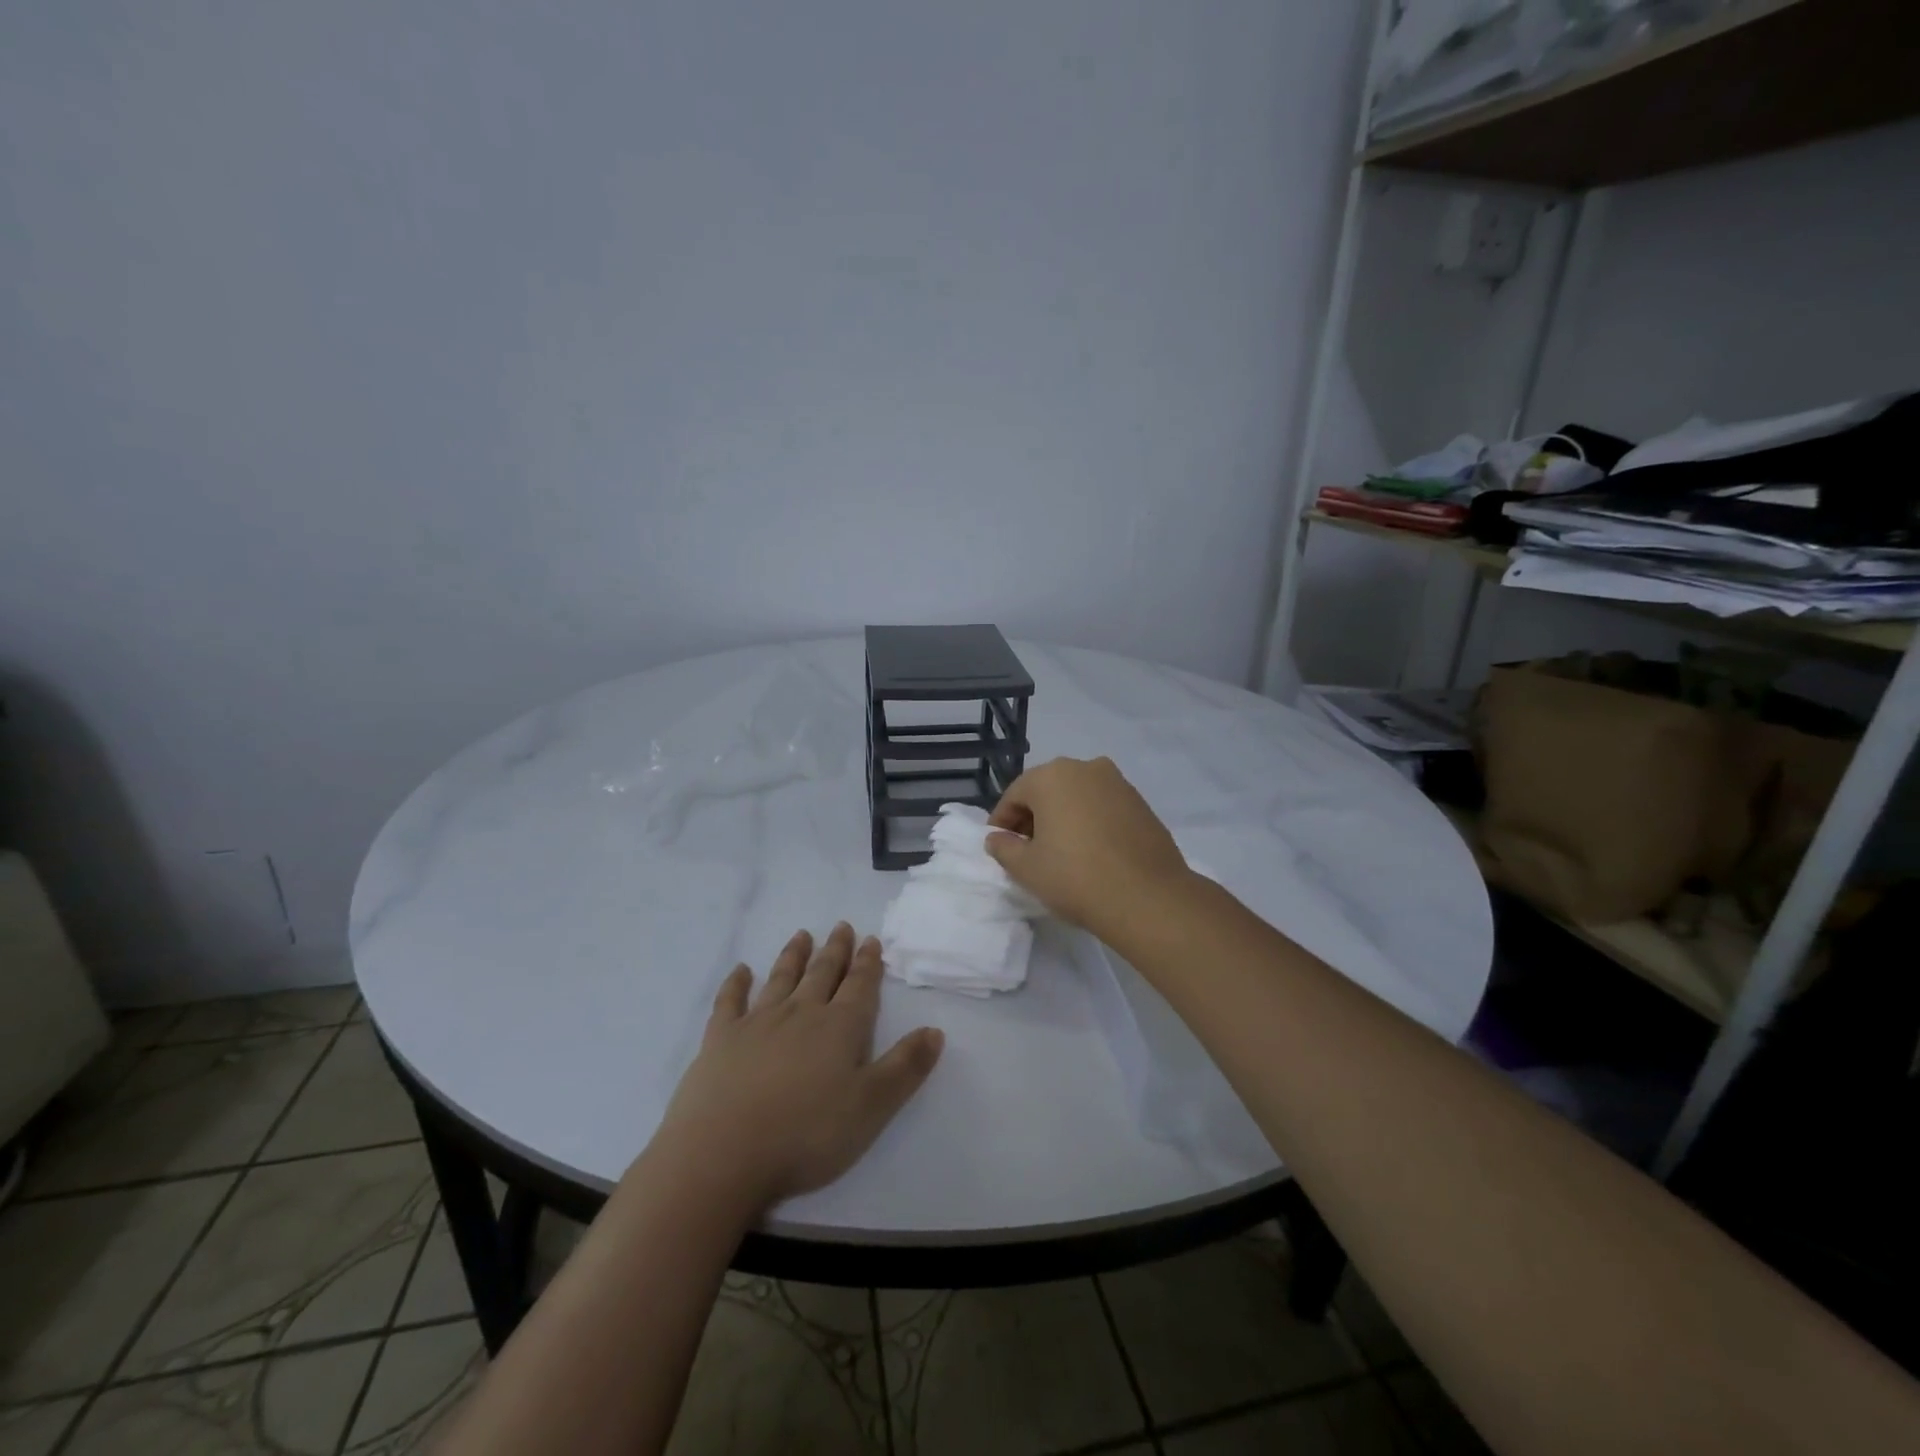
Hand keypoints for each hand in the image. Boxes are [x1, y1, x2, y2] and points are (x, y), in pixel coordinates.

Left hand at [652, 923, 943, 1208]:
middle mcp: (801, 1014)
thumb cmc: (807, 1134)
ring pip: (781, 979)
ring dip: (793, 956)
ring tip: (802, 935)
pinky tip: (740, 971)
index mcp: (839, 1028)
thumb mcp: (872, 1107)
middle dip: (835, 951)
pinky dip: (736, 984)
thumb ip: (905, 1067)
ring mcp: (757, 1023)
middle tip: (841, 926)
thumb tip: (935, 1030)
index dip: (868, 964)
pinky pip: (730, 1001)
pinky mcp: (720, 1039)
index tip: (871, 939)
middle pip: (822, 974)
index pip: (859, 987)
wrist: (723, 1154)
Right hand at [985, 756, 1194, 936]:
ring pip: (1078, 796)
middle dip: (1033, 817)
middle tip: (1028, 850)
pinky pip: (1103, 807)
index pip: (1015, 795)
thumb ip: (1004, 848)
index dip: (1002, 822)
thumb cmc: (1075, 877)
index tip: (999, 847)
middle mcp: (1086, 768)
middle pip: (1047, 790)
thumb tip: (997, 838)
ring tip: (1061, 852)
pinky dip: (1091, 822)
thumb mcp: (1026, 868)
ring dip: (1064, 817)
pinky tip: (1092, 852)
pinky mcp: (1141, 803)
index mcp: (1052, 776)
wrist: (1147, 898)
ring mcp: (1118, 783)